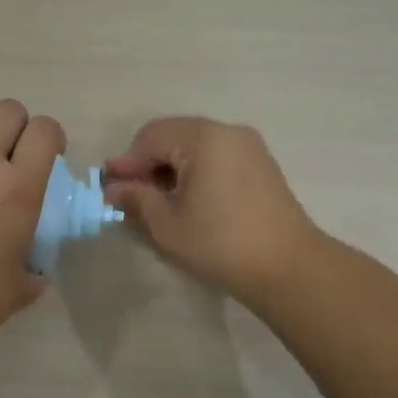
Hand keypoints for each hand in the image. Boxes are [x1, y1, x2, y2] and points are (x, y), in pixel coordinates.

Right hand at [101, 117, 318, 303]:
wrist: (289, 267)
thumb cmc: (220, 243)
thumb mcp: (167, 224)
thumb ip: (137, 199)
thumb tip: (113, 189)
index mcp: (201, 138)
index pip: (150, 138)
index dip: (127, 162)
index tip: (109, 187)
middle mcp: (225, 131)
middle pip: (172, 134)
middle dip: (147, 161)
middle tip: (130, 192)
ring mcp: (247, 145)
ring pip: (193, 143)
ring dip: (170, 165)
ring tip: (157, 198)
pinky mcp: (260, 162)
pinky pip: (215, 153)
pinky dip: (194, 168)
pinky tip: (187, 197)